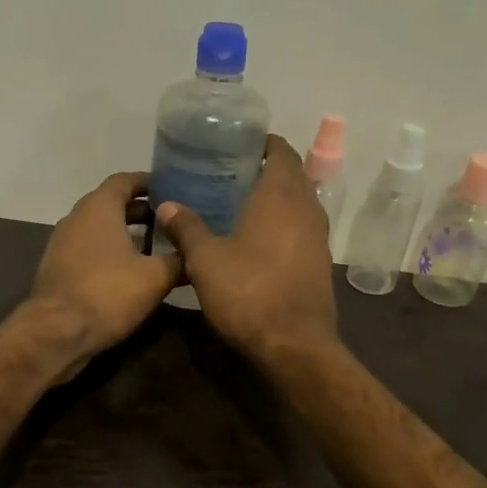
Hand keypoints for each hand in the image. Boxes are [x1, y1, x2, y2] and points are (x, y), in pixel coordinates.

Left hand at [26, 171, 180, 379]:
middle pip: (111, 203)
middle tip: (169, 220)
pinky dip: (110, 251)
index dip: (148, 182)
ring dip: (125, 233)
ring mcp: (62, 243)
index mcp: (98, 208)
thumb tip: (196, 254)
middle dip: (140, 210)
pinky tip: (130, 271)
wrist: (57, 333)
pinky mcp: (58, 268)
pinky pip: (89, 249)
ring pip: (99, 228)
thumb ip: (179, 260)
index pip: (124, 180)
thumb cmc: (108, 293)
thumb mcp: (155, 277)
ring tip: (155, 246)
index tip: (171, 189)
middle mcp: (76, 218)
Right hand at [154, 134, 337, 362]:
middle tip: (231, 172)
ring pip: (299, 203)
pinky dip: (284, 223)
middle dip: (267, 169)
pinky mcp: (320, 263)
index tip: (238, 144)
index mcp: (281, 196)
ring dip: (277, 198)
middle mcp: (306, 208)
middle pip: (292, 175)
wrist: (293, 344)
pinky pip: (302, 229)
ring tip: (241, 202)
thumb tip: (166, 204)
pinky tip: (258, 238)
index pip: (281, 152)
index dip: (263, 144)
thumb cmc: (248, 291)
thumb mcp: (205, 259)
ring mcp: (318, 237)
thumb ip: (186, 227)